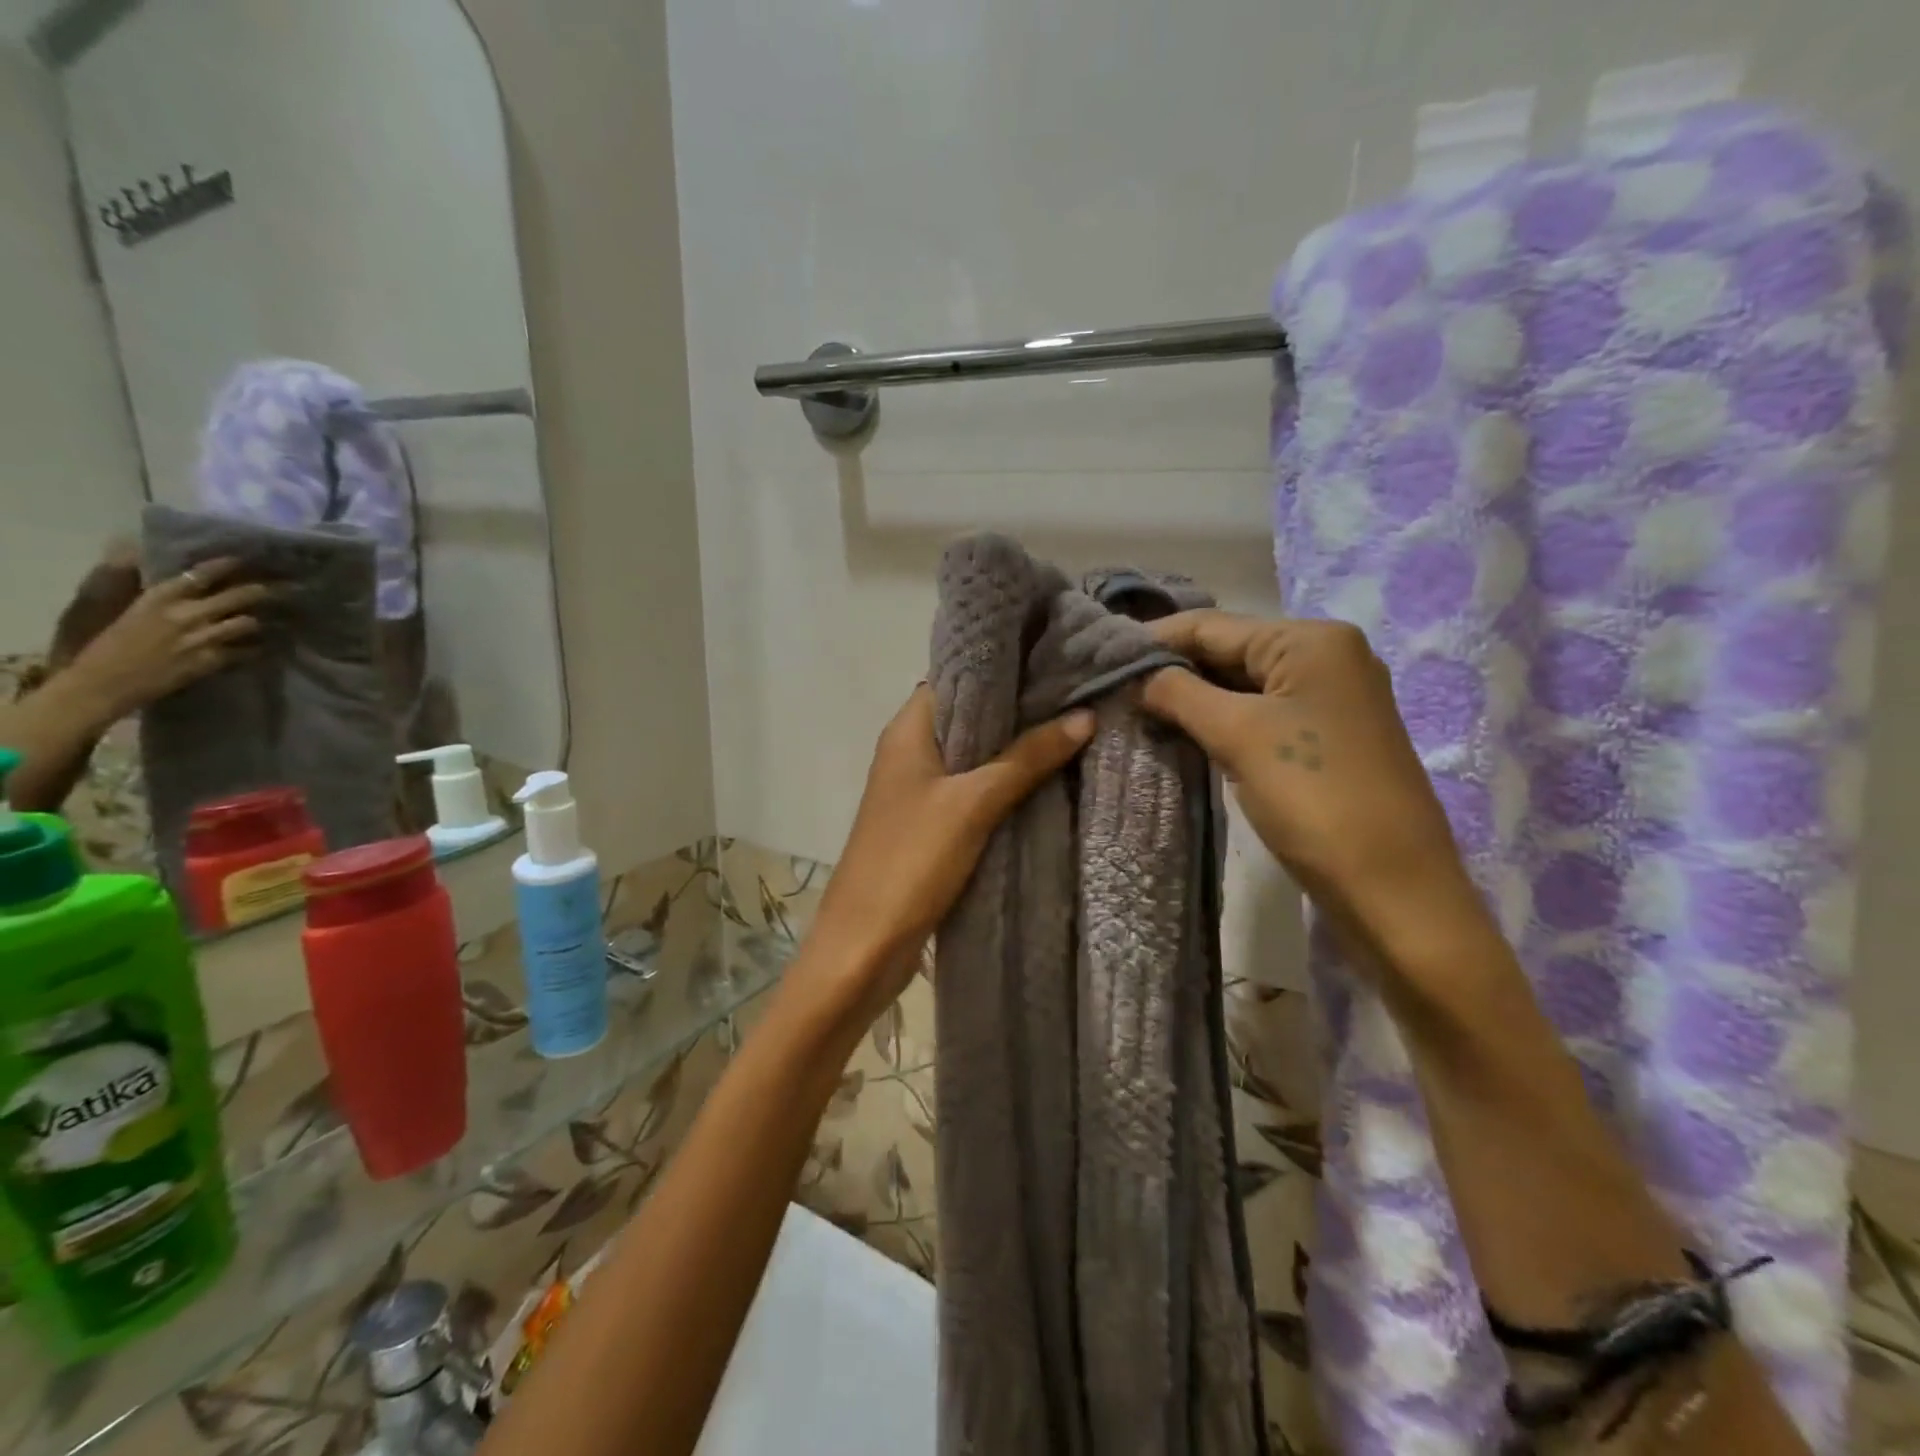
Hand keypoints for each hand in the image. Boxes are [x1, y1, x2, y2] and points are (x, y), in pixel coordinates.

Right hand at [62, 558, 269, 724]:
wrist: (102, 682)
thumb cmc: (107, 644)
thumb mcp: (124, 608)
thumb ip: (146, 587)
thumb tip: (151, 558)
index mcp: (159, 597)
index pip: (202, 574)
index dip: (228, 565)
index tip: (247, 560)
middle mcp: (186, 613)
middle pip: (239, 595)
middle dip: (263, 590)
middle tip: (285, 588)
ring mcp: (202, 637)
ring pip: (249, 622)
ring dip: (260, 620)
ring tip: (277, 618)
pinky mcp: (212, 660)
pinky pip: (248, 650)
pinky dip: (257, 648)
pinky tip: (264, 646)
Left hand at [807, 684, 1095, 1005]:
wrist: (864, 945)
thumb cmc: (910, 860)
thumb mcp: (973, 803)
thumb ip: (1026, 758)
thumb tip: (1084, 716)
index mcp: (907, 730)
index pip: (957, 676)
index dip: (1004, 668)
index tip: (1057, 660)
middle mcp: (910, 751)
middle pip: (970, 716)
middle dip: (1020, 709)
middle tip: (1079, 696)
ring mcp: (919, 790)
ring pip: (974, 756)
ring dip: (1015, 749)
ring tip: (1075, 730)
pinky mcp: (930, 826)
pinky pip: (973, 792)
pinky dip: (1005, 785)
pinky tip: (1048, 782)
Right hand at [1139, 610, 1481, 959]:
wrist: (1392, 887)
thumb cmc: (1314, 797)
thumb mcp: (1238, 735)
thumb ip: (1180, 694)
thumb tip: (1135, 676)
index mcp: (1311, 640)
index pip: (1213, 625)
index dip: (1154, 638)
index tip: (1100, 653)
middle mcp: (1326, 657)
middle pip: (1230, 651)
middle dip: (1172, 669)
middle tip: (1112, 686)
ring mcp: (1330, 700)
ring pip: (1242, 686)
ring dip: (1192, 697)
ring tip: (1134, 708)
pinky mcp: (1326, 739)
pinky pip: (1260, 715)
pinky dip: (1219, 720)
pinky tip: (1180, 732)